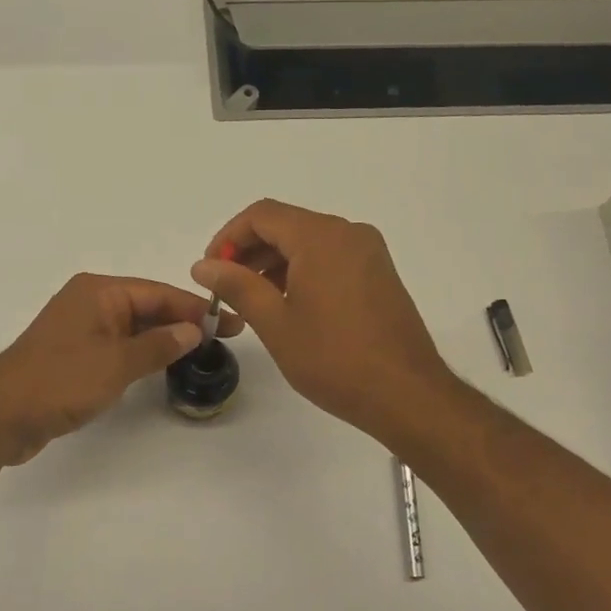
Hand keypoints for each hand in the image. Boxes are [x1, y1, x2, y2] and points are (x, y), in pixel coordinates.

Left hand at [0, 274, 244, 464]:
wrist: (1, 415)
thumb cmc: (60, 381)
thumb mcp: (116, 363)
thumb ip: (158, 346)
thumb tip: (192, 331)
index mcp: (98, 292)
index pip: (158, 293)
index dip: (195, 308)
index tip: (230, 322)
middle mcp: (89, 302)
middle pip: (146, 307)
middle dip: (182, 322)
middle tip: (222, 339)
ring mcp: (80, 329)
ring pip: (133, 328)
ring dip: (163, 338)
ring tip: (201, 352)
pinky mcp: (74, 354)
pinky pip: (118, 346)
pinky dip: (141, 353)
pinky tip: (161, 365)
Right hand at [192, 199, 455, 447]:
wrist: (406, 394)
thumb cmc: (334, 358)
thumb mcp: (275, 323)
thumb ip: (236, 286)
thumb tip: (203, 266)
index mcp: (320, 237)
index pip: (261, 215)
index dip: (228, 237)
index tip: (210, 270)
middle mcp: (348, 233)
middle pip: (286, 225)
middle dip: (249, 250)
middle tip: (224, 287)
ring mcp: (368, 253)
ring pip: (308, 242)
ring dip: (274, 262)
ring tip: (251, 299)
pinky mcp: (379, 274)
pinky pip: (330, 257)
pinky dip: (301, 270)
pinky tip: (287, 304)